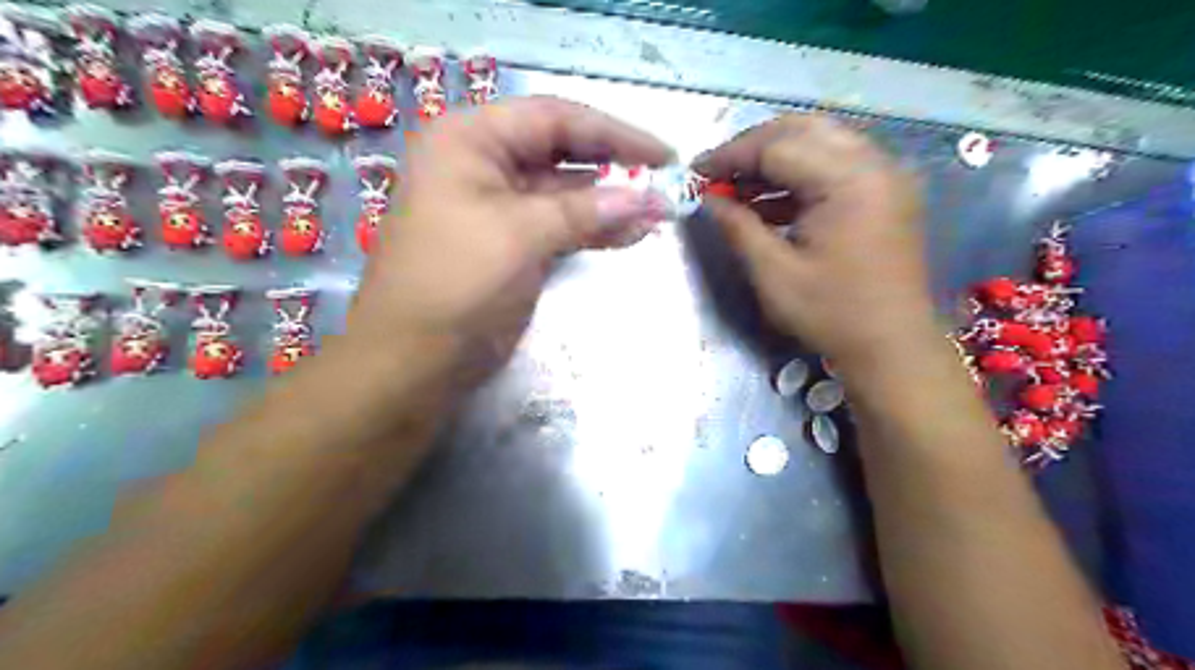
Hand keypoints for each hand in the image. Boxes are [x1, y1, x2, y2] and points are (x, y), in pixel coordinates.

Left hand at [352, 97, 676, 382]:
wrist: (415, 359)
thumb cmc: (455, 282)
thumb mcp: (519, 235)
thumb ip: (585, 211)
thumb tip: (647, 199)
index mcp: (471, 140)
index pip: (554, 118)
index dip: (613, 133)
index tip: (662, 155)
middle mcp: (483, 164)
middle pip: (562, 152)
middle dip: (614, 169)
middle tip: (665, 185)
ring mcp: (499, 207)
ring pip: (565, 193)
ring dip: (610, 203)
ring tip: (657, 216)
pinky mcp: (512, 244)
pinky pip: (560, 225)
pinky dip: (594, 229)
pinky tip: (629, 234)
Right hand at [697, 112, 937, 369]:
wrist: (892, 347)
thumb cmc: (832, 314)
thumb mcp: (773, 274)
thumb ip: (738, 227)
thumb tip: (708, 199)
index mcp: (849, 181)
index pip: (777, 146)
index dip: (731, 156)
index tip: (696, 172)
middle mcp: (874, 164)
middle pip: (802, 130)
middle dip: (753, 147)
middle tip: (719, 173)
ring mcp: (886, 176)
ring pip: (821, 142)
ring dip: (776, 158)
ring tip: (739, 187)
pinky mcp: (887, 192)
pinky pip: (837, 164)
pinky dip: (800, 175)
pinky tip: (771, 201)